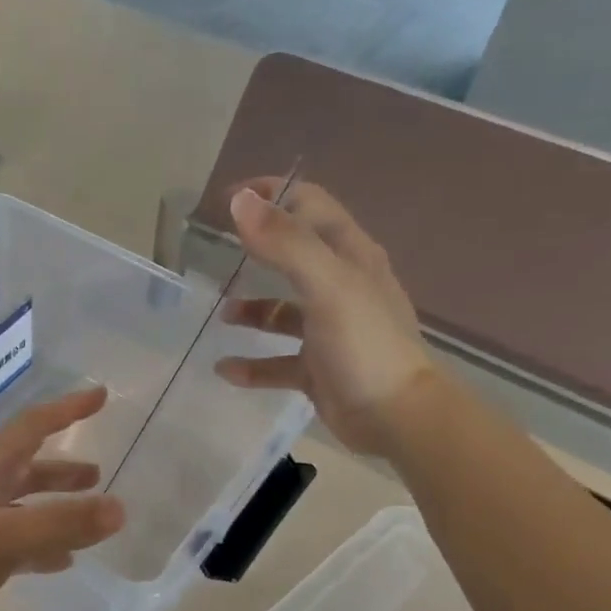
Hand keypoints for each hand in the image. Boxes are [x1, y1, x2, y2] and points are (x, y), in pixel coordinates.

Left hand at [0, 388, 124, 610]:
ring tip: (90, 516)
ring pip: (22, 507)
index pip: (31, 427)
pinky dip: (41, 546)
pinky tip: (60, 562)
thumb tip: (120, 509)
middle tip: (98, 474)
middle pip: (27, 468)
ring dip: (55, 506)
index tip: (100, 395)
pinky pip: (14, 544)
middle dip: (63, 468)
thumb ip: (58, 524)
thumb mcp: (0, 539)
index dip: (66, 409)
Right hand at [216, 177, 436, 456]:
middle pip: (293, 254)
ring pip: (282, 311)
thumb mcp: (326, 286)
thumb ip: (285, 243)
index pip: (309, 205)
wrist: (396, 417)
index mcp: (349, 256)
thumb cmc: (364, 344)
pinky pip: (277, 361)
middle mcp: (340, 286)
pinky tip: (225, 369)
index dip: (271, 194)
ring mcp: (329, 329)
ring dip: (251, 310)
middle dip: (256, 249)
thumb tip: (240, 200)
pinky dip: (252, 364)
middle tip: (214, 250)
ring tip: (221, 315)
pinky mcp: (318, 368)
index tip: (227, 199)